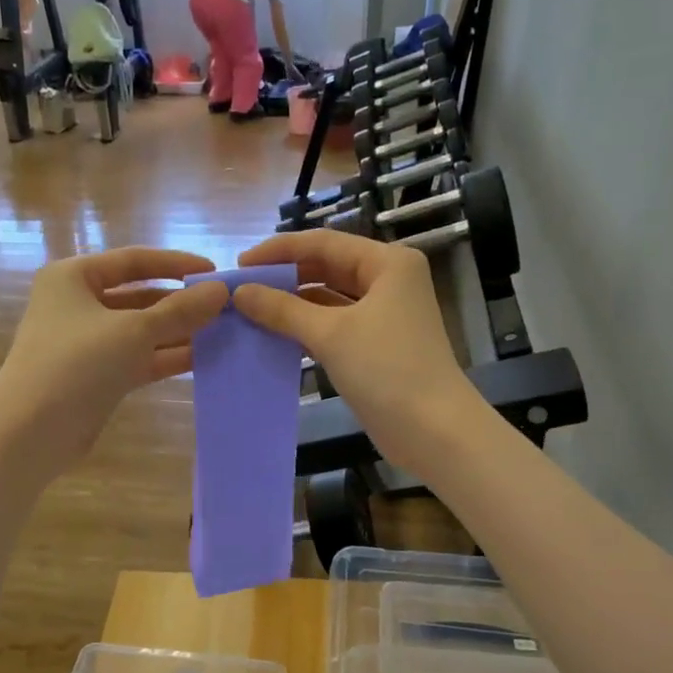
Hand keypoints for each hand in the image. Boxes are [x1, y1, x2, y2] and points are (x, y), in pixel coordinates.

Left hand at [0, 247, 228, 471]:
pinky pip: (137, 359)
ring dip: (178, 333)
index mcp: (74, 277)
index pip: (133, 260)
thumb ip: (180, 311)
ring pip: (140, 331)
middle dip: (180, 303)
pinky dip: (165, 358)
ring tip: (223, 334)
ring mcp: (87, 344)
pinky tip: (203, 359)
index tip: (215, 272)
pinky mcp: (96, 377)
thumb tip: (222, 290)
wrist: (31, 431)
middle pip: (138, 297)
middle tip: (225, 308)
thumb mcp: (133, 331)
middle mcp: (77, 305)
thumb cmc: (76, 364)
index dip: (175, 264)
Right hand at [233, 230, 469, 473]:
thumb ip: (283, 309)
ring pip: (330, 299)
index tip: (240, 265)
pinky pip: (335, 326)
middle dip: (285, 277)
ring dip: (293, 305)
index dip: (279, 251)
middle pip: (328, 268)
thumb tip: (240, 292)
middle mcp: (389, 282)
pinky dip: (307, 329)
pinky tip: (275, 336)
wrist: (432, 430)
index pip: (324, 243)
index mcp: (387, 264)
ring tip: (251, 312)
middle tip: (242, 290)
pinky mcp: (377, 346)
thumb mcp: (330, 334)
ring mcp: (385, 315)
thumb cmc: (387, 370)